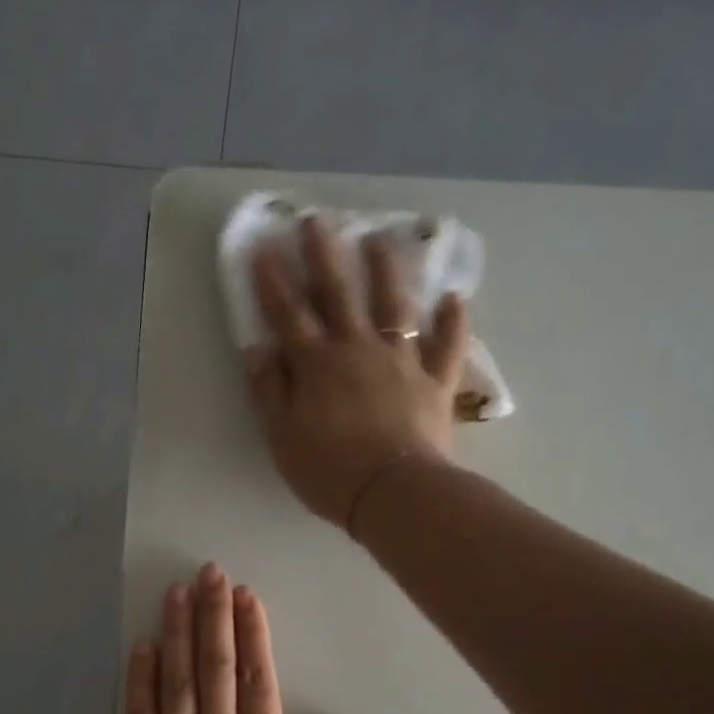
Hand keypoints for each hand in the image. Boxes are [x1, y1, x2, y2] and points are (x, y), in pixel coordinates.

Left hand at [119, 561, 368, 713]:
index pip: (258, 682)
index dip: (254, 633)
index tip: (247, 595)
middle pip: (216, 669)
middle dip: (213, 616)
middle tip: (210, 572)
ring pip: (176, 684)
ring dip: (177, 634)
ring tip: (176, 591)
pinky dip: (140, 681)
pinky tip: (142, 648)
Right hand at [246, 217, 469, 531]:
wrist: (392, 493)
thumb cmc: (328, 471)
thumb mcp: (282, 437)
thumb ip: (270, 391)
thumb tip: (257, 349)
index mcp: (317, 365)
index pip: (289, 315)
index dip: (273, 282)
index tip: (264, 248)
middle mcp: (358, 350)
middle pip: (340, 294)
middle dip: (325, 256)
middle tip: (318, 220)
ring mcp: (401, 362)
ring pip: (395, 306)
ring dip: (386, 270)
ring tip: (381, 239)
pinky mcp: (435, 382)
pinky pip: (447, 346)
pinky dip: (453, 322)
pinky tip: (456, 297)